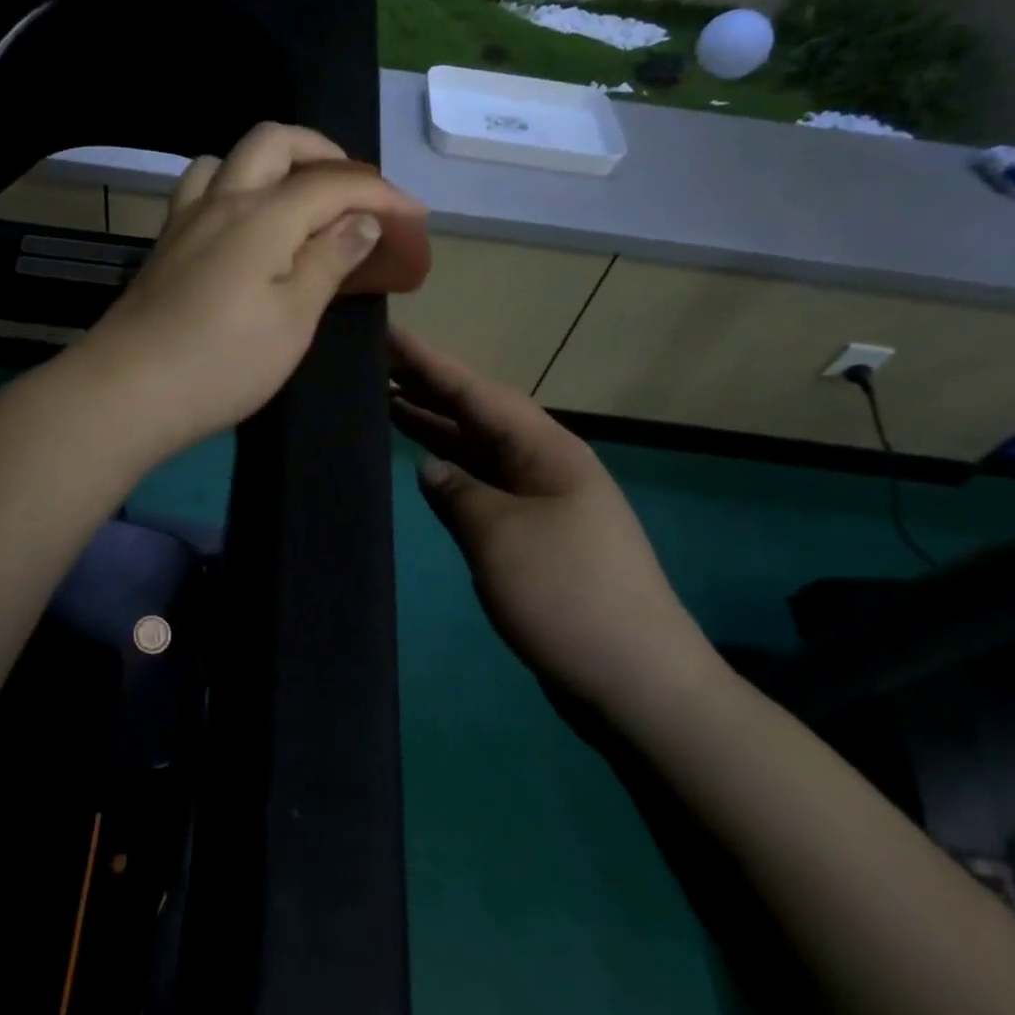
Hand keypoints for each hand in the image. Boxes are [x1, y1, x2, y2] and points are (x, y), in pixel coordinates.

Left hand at [72, 123, 427, 460]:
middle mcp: (221, 200)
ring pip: (229, 158)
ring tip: (296, 202)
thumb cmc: (223, 362)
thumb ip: (329, 261)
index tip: (414, 216)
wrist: (127, 391)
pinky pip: (201, 189)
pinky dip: (234, 188)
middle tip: (352, 192)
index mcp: (262, 215)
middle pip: (274, 141)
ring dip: (271, 164)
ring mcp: (184, 219)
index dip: (380, 194)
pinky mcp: (163, 245)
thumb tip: (362, 220)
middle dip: (322, 153)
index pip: (332, 183)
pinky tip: (243, 228)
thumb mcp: (293, 319)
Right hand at [388, 326, 721, 716]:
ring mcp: (544, 502)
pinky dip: (453, 472)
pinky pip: (485, 486)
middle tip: (376, 365)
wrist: (638, 681)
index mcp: (547, 451)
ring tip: (386, 403)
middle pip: (480, 415)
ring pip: (481, 450)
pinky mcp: (537, 537)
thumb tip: (432, 470)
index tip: (388, 333)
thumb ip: (458, 492)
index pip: (477, 392)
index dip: (430, 363)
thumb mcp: (500, 536)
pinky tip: (424, 466)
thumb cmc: (567, 595)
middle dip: (430, 388)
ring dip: (438, 428)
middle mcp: (546, 466)